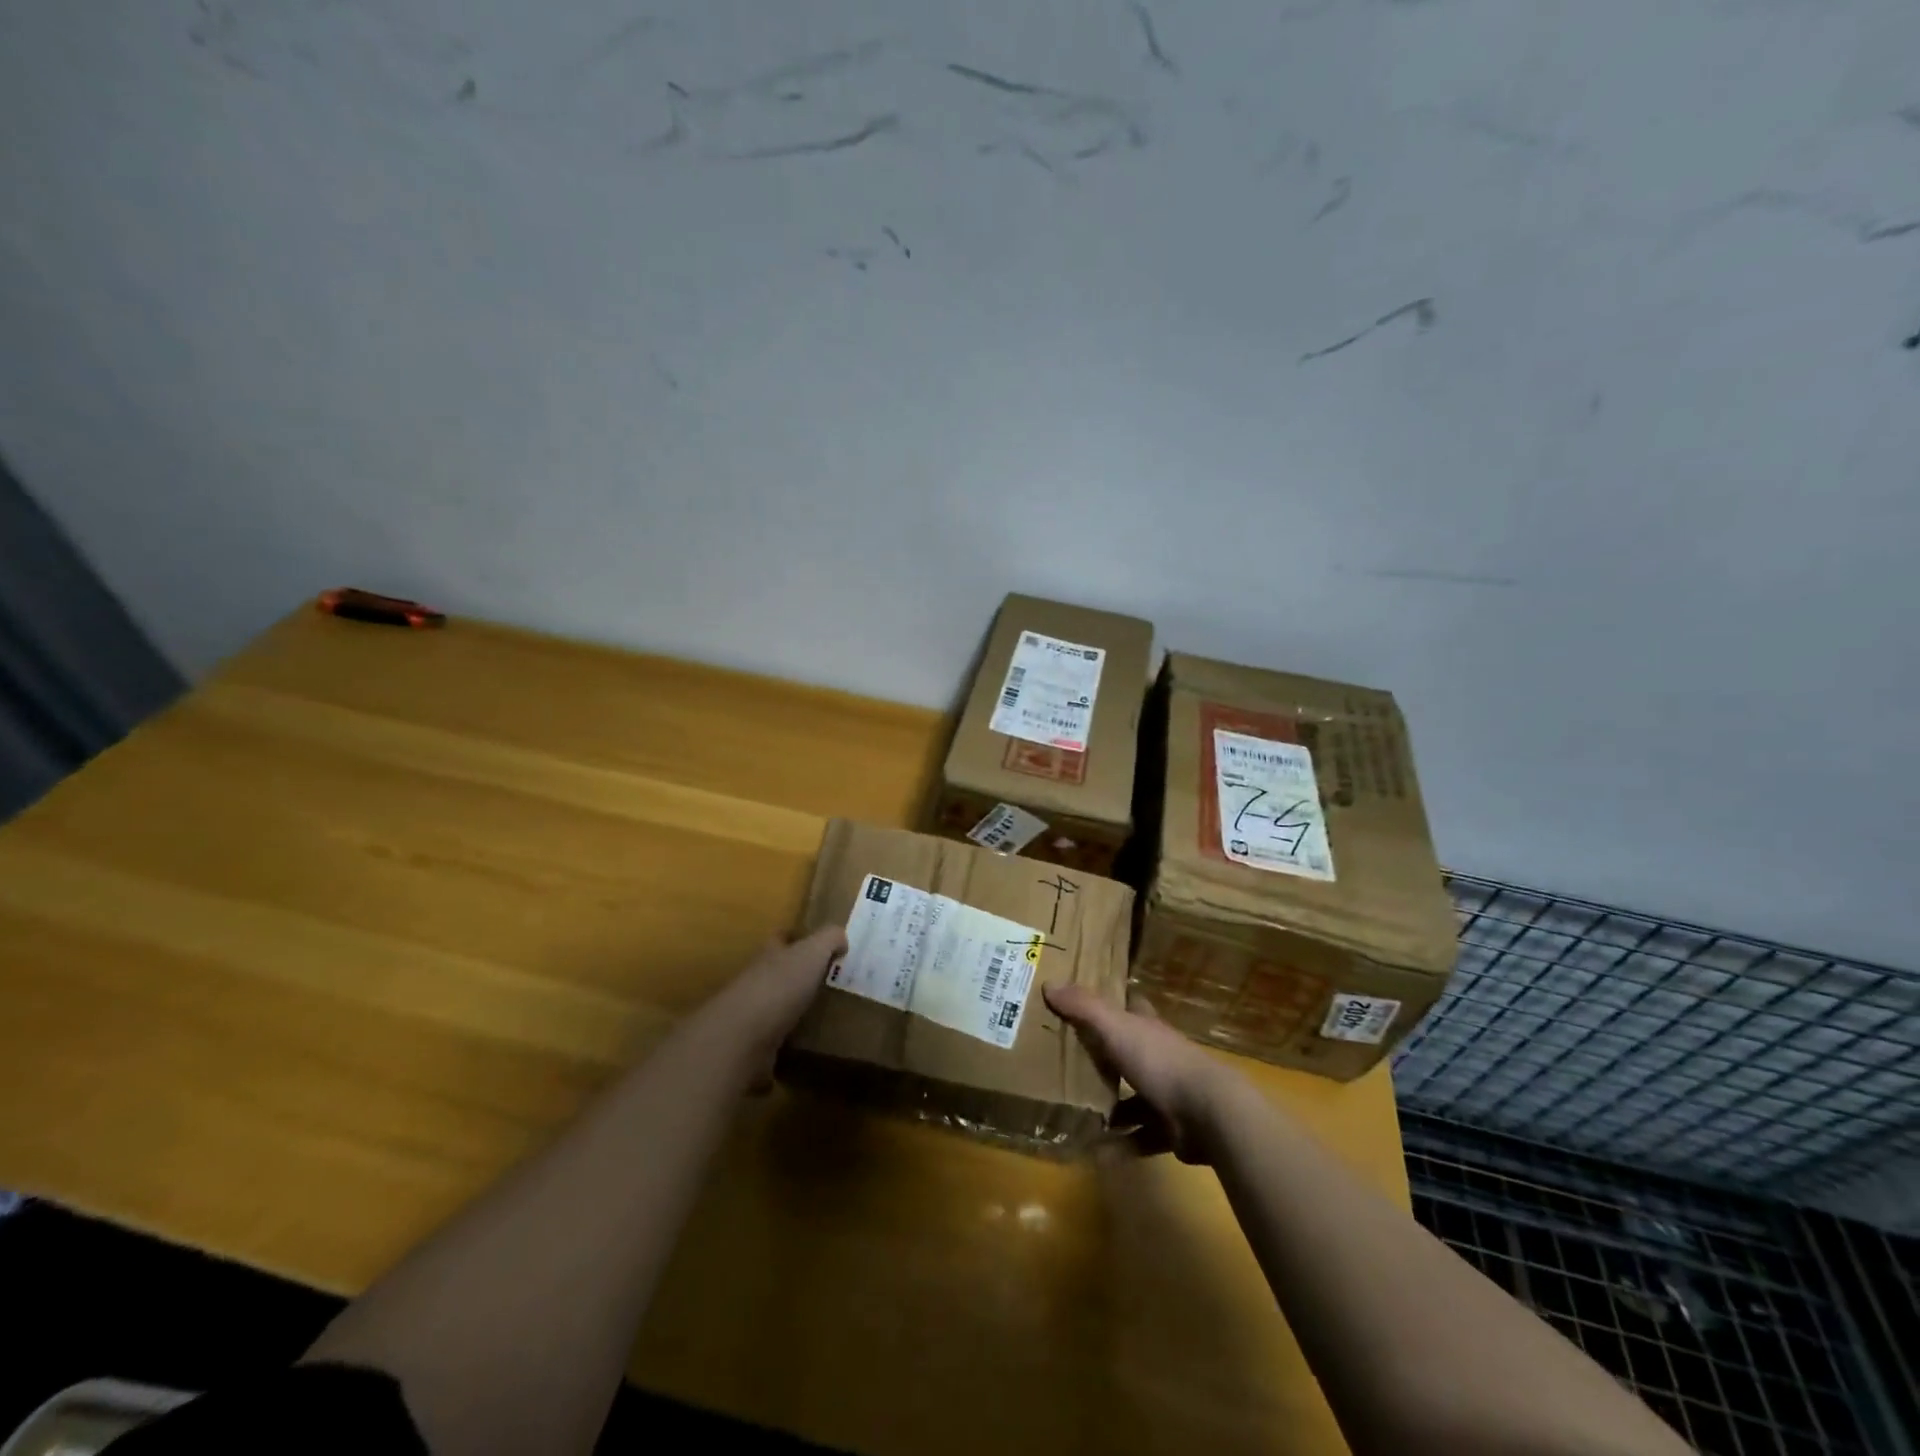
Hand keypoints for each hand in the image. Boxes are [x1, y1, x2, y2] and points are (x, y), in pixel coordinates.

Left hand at [704, 926, 846, 1071]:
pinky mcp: (752, 1049)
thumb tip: (841, 939)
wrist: (743, 1037)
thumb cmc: (780, 986)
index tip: (814, 943)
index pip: (779, 939)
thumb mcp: (812, 952)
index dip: (794, 937)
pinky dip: (785, 1048)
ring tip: (821, 1017)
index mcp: (769, 956)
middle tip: (827, 983)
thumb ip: (829, 939)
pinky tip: (804, 1051)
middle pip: (776, 974)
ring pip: (774, 1009)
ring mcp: (751, 1017)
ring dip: (791, 1013)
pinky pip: (772, 1045)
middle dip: (795, 977)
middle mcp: (756, 982)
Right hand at [1043, 984, 1241, 1162]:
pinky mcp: (1171, 1129)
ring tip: (1074, 1116)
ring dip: (1109, 1110)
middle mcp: (1158, 1056)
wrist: (1208, 1114)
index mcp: (1147, 1028)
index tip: (1086, 1005)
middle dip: (1103, 1061)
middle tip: (1067, 1066)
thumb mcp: (1116, 1028)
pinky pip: (1139, 1138)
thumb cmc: (1160, 1062)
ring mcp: (1167, 1094)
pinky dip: (1119, 1146)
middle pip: (1128, 1053)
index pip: (1132, 1006)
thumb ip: (1084, 1008)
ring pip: (1132, 1100)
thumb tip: (1049, 984)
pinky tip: (1095, 1154)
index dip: (1114, 1002)